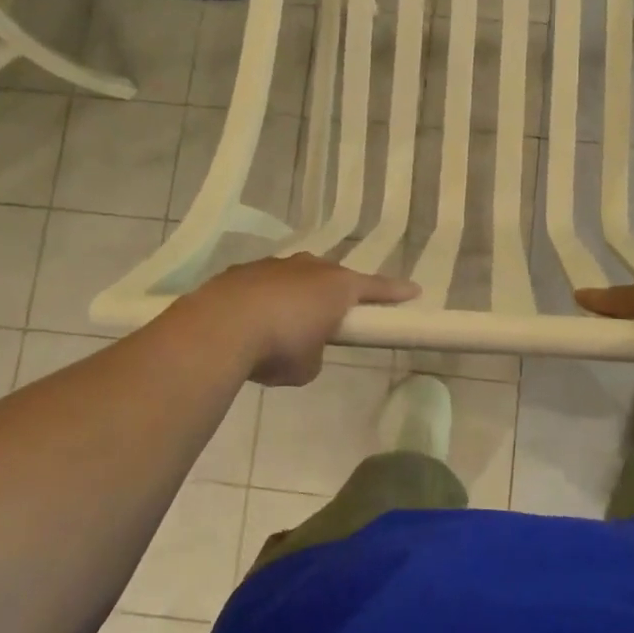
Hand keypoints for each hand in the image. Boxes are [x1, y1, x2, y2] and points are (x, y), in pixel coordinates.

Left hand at [183, 255, 417, 386]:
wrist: (220, 328)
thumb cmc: (280, 347)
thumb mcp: (308, 366)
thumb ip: (315, 354)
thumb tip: (303, 350)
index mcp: (336, 286)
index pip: (376, 288)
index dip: (395, 292)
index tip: (414, 291)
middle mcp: (309, 268)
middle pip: (332, 277)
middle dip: (336, 293)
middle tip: (334, 315)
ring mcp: (273, 265)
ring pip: (295, 277)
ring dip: (296, 296)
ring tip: (284, 324)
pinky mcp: (241, 272)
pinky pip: (263, 285)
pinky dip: (264, 301)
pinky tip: (251, 323)